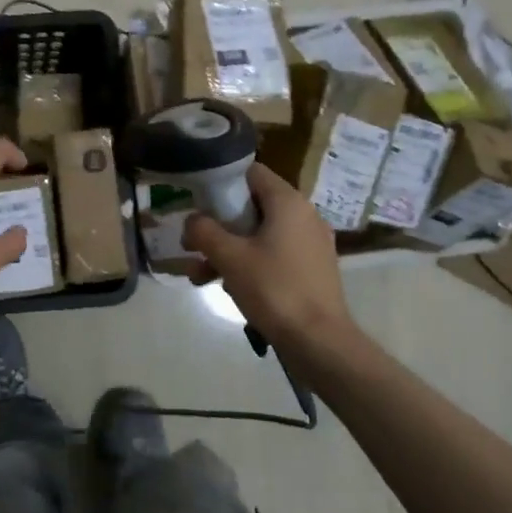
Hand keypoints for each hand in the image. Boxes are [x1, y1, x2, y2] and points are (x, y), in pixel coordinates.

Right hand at [185, 164, 352, 346]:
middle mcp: (304, 215)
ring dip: (228, 249)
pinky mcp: (312, 268)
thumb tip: (192, 220)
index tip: (197, 203)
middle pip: (252, 205)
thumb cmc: (273, 289)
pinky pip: (274, 253)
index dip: (221, 182)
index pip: (250, 172)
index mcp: (288, 202)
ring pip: (260, 234)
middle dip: (219, 225)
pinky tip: (228, 287)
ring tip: (200, 275)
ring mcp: (311, 243)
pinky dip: (250, 263)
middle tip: (193, 245)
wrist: (318, 340)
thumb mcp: (229, 257)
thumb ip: (204, 231)